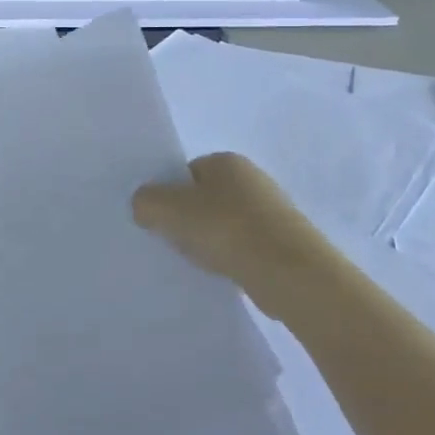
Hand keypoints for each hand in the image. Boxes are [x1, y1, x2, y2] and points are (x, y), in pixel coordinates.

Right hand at [133, 152, 335, 293]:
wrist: (290, 273)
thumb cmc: (226, 229)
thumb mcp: (168, 209)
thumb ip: (145, 201)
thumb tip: (144, 207)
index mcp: (227, 160)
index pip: (185, 172)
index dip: (168, 194)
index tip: (158, 219)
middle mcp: (252, 179)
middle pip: (203, 197)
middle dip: (186, 219)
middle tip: (171, 241)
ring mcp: (271, 211)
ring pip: (222, 224)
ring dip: (207, 240)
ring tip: (197, 261)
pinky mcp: (282, 243)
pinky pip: (242, 246)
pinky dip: (228, 257)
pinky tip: (221, 272)